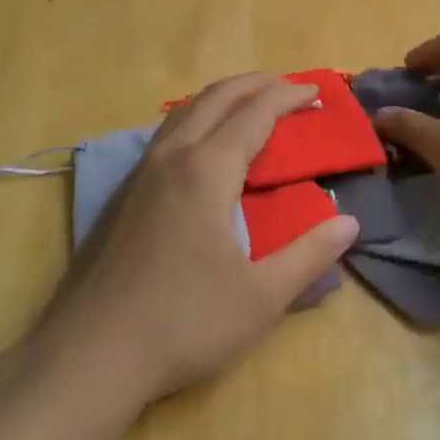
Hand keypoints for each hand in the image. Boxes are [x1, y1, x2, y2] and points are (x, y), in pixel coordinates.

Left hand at [11, 74, 359, 415]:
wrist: (90, 354)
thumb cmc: (184, 323)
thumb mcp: (262, 297)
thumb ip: (309, 255)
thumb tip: (349, 223)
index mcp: (207, 171)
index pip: (255, 114)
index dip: (288, 96)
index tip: (315, 92)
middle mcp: (171, 159)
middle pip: (215, 98)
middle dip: (254, 84)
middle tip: (287, 87)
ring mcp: (138, 176)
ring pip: (183, 113)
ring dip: (221, 98)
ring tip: (248, 106)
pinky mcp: (120, 197)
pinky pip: (164, 136)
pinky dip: (194, 121)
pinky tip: (200, 150)